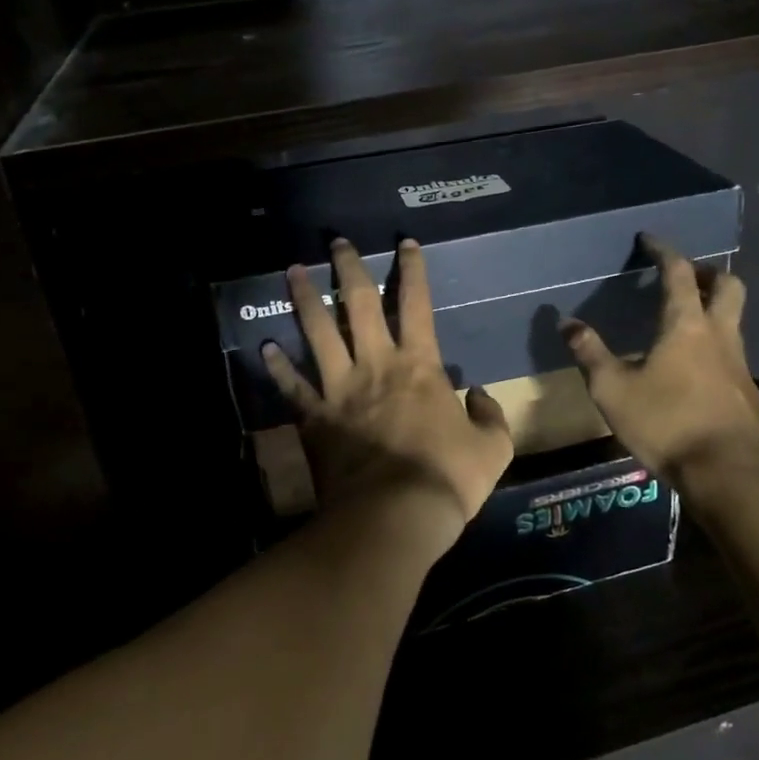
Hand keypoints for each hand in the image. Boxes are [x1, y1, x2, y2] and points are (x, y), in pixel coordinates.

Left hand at [262, 237, 513, 550]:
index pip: (416, 304)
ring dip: (304, 299)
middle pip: (358, 304)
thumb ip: (491, 416)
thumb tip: (480, 395)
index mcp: (419, 365)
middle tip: (337, 242)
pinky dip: (277, 367)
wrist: (394, 517)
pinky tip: (265, 348)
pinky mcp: (314, 418)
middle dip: (349, 268)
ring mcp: (339, 389)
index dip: (412, 270)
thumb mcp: (493, 448)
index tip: (404, 244)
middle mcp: (375, 364)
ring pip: (318, 332)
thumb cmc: (447, 478)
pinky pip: (292, 386)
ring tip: (291, 272)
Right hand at [561, 236, 758, 502]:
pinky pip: (733, 352)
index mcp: (685, 325)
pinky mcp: (747, 392)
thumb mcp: (612, 389)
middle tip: (684, 276)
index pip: (678, 272)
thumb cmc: (666, 423)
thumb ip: (590, 353)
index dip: (663, 251)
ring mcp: (739, 364)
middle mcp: (718, 334)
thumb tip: (566, 322)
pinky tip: (694, 368)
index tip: (650, 240)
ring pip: (734, 319)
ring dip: (714, 308)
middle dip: (707, 272)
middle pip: (727, 285)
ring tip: (685, 320)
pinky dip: (715, 344)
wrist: (729, 473)